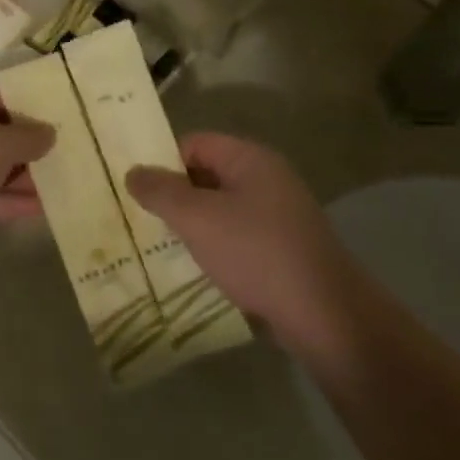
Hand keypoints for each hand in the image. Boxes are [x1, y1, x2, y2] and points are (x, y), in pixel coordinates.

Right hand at [124, 134, 340, 334]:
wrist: (326, 316)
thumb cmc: (256, 253)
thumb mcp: (198, 218)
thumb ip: (161, 192)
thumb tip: (133, 172)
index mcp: (250, 159)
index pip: (194, 143)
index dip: (163, 161)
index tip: (135, 187)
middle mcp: (267, 179)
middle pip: (207, 174)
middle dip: (174, 195)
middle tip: (139, 216)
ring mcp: (278, 215)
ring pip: (220, 209)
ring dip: (192, 224)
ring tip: (159, 244)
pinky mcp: (282, 249)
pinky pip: (237, 236)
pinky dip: (214, 246)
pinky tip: (195, 267)